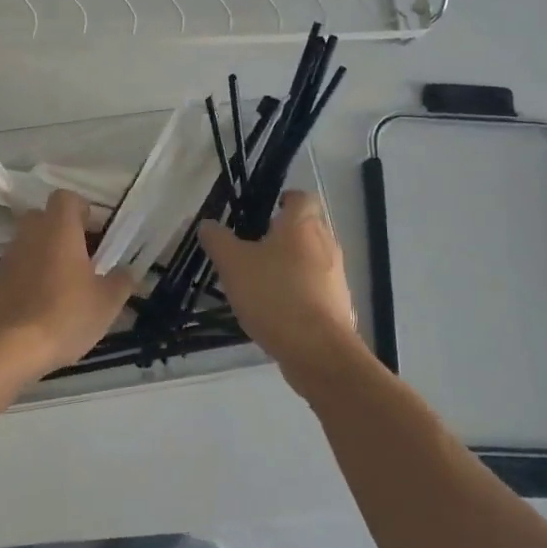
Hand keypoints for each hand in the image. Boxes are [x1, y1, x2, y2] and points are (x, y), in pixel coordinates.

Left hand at [0, 190, 134, 384]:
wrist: (10, 348)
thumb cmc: (65, 315)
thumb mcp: (107, 302)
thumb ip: (121, 280)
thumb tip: (127, 271)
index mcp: (58, 228)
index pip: (66, 197)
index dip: (82, 210)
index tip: (95, 234)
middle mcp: (30, 233)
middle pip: (46, 218)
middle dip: (64, 232)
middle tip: (83, 259)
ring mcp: (9, 256)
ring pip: (31, 242)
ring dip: (46, 255)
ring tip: (64, 286)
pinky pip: (18, 267)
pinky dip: (30, 276)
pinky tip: (43, 305)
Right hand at [198, 190, 374, 396]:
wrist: (317, 350)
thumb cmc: (274, 295)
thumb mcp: (233, 264)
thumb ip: (218, 240)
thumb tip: (207, 224)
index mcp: (302, 225)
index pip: (301, 197)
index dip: (284, 199)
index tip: (265, 211)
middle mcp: (326, 244)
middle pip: (307, 228)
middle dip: (284, 235)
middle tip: (253, 247)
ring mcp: (336, 276)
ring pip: (312, 259)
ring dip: (291, 265)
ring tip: (261, 281)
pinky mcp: (339, 305)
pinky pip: (316, 288)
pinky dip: (299, 292)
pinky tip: (277, 310)